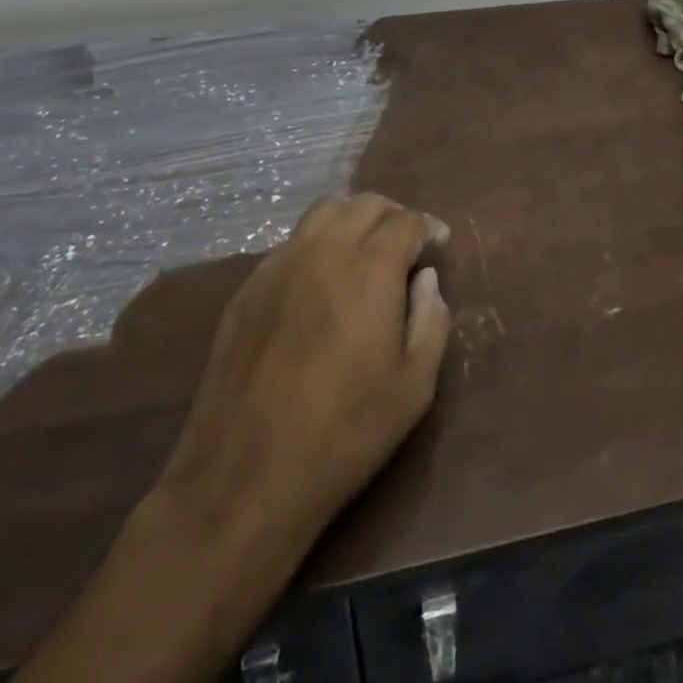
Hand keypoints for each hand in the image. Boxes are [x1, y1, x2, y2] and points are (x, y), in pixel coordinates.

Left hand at [18, 195, 450, 682]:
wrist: (245, 478)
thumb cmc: (343, 435)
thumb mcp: (413, 388)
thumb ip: (431, 322)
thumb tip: (426, 280)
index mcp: (370, 270)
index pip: (405, 221)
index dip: (427, 227)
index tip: (438, 244)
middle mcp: (324, 252)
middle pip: (364, 204)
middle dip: (393, 216)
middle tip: (405, 245)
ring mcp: (279, 266)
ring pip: (323, 213)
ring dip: (352, 220)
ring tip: (363, 252)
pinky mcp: (247, 289)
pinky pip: (290, 244)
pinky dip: (316, 245)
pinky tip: (319, 283)